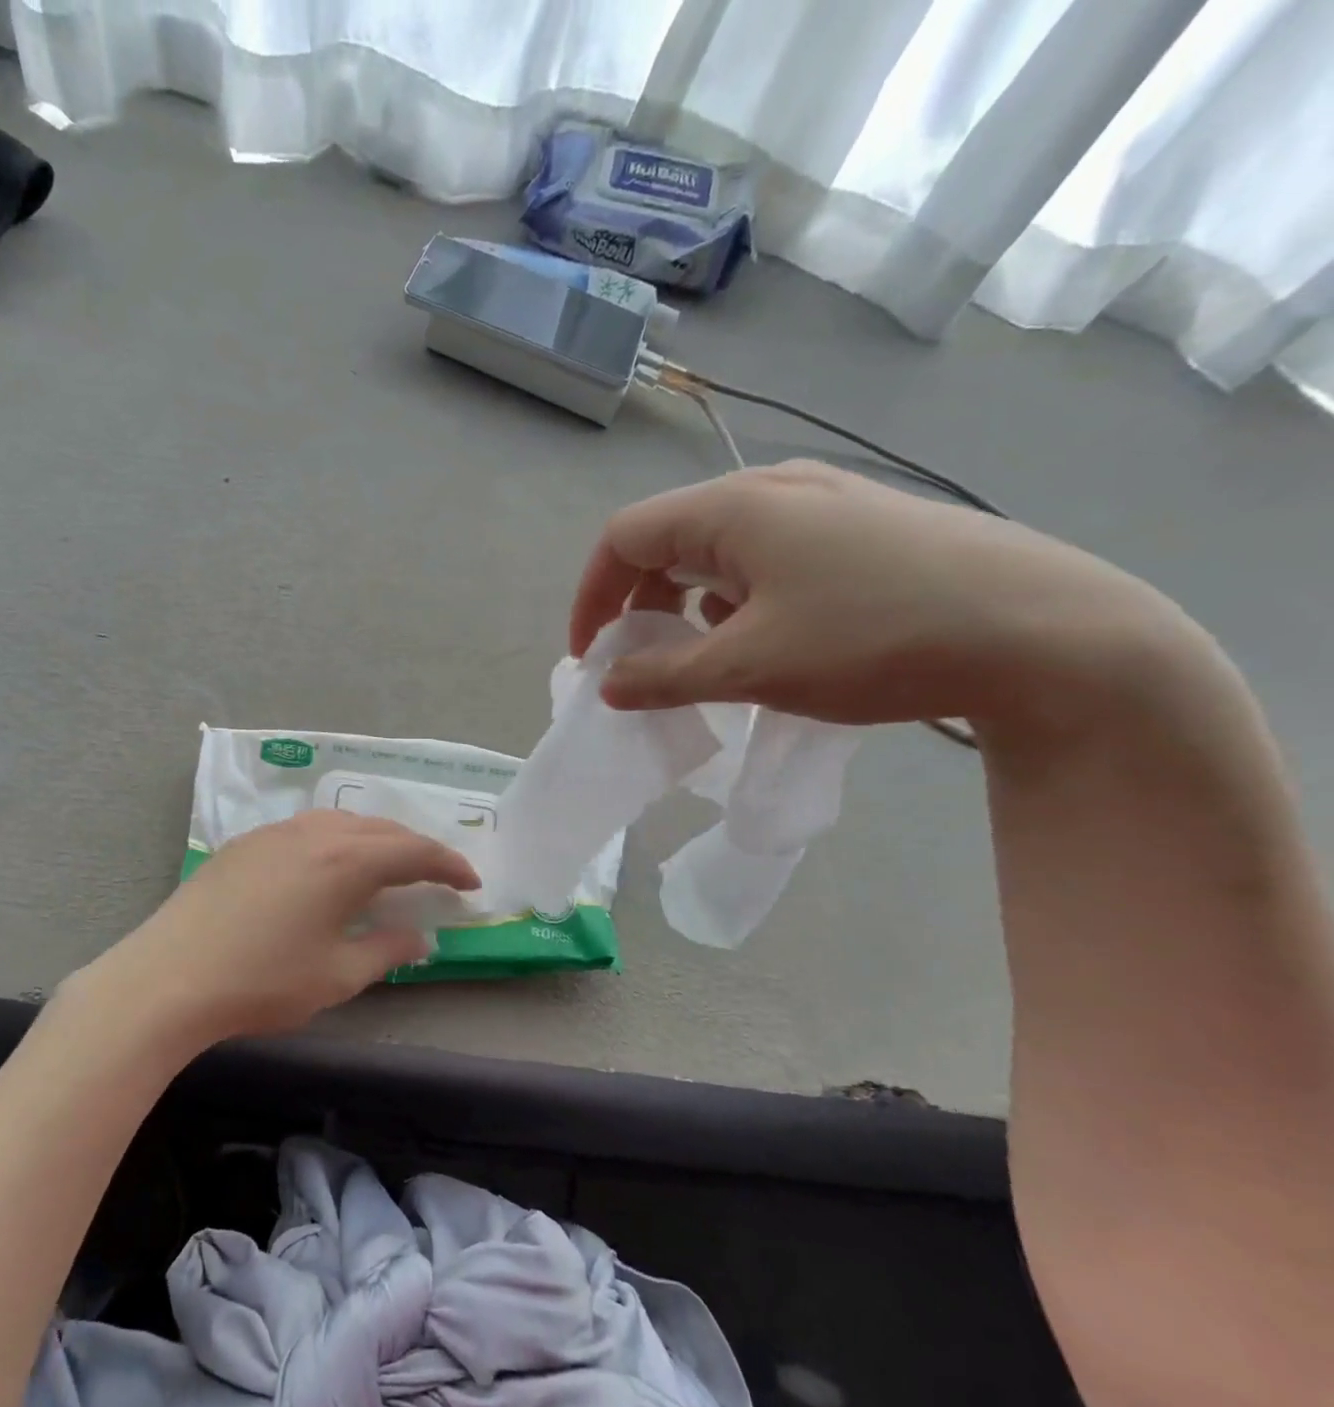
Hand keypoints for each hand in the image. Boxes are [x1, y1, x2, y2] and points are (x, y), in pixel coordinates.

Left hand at [96, 810, 478, 1043]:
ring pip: (343, 823)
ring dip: (375, 840)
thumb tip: (419, 936)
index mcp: (345, 861)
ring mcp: (276, 833)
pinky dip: (338, 841)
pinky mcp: (247, 843)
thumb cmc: (262, 981)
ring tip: (388, 868)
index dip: (448, 864)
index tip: (471, 881)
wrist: (168, 977)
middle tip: (436, 875)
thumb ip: (386, 951)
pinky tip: (330, 866)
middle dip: (415, 849)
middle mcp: (315, 833)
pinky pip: (309, 829)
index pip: (413, 851)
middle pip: (381, 829)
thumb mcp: (336, 976)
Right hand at [570, 460, 1206, 737]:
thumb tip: (609, 685)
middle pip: (669, 537)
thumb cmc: (874, 640)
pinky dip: (740, 596)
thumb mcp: (750, 668)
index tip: (591, 657)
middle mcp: (773, 488)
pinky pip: (769, 554)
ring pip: (720, 547)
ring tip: (703, 654)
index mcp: (732, 508)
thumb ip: (664, 675)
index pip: (624, 537)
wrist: (1049, 632)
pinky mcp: (864, 525)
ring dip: (689, 602)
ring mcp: (825, 501)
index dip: (592, 596)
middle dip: (639, 602)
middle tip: (641, 661)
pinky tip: (770, 634)